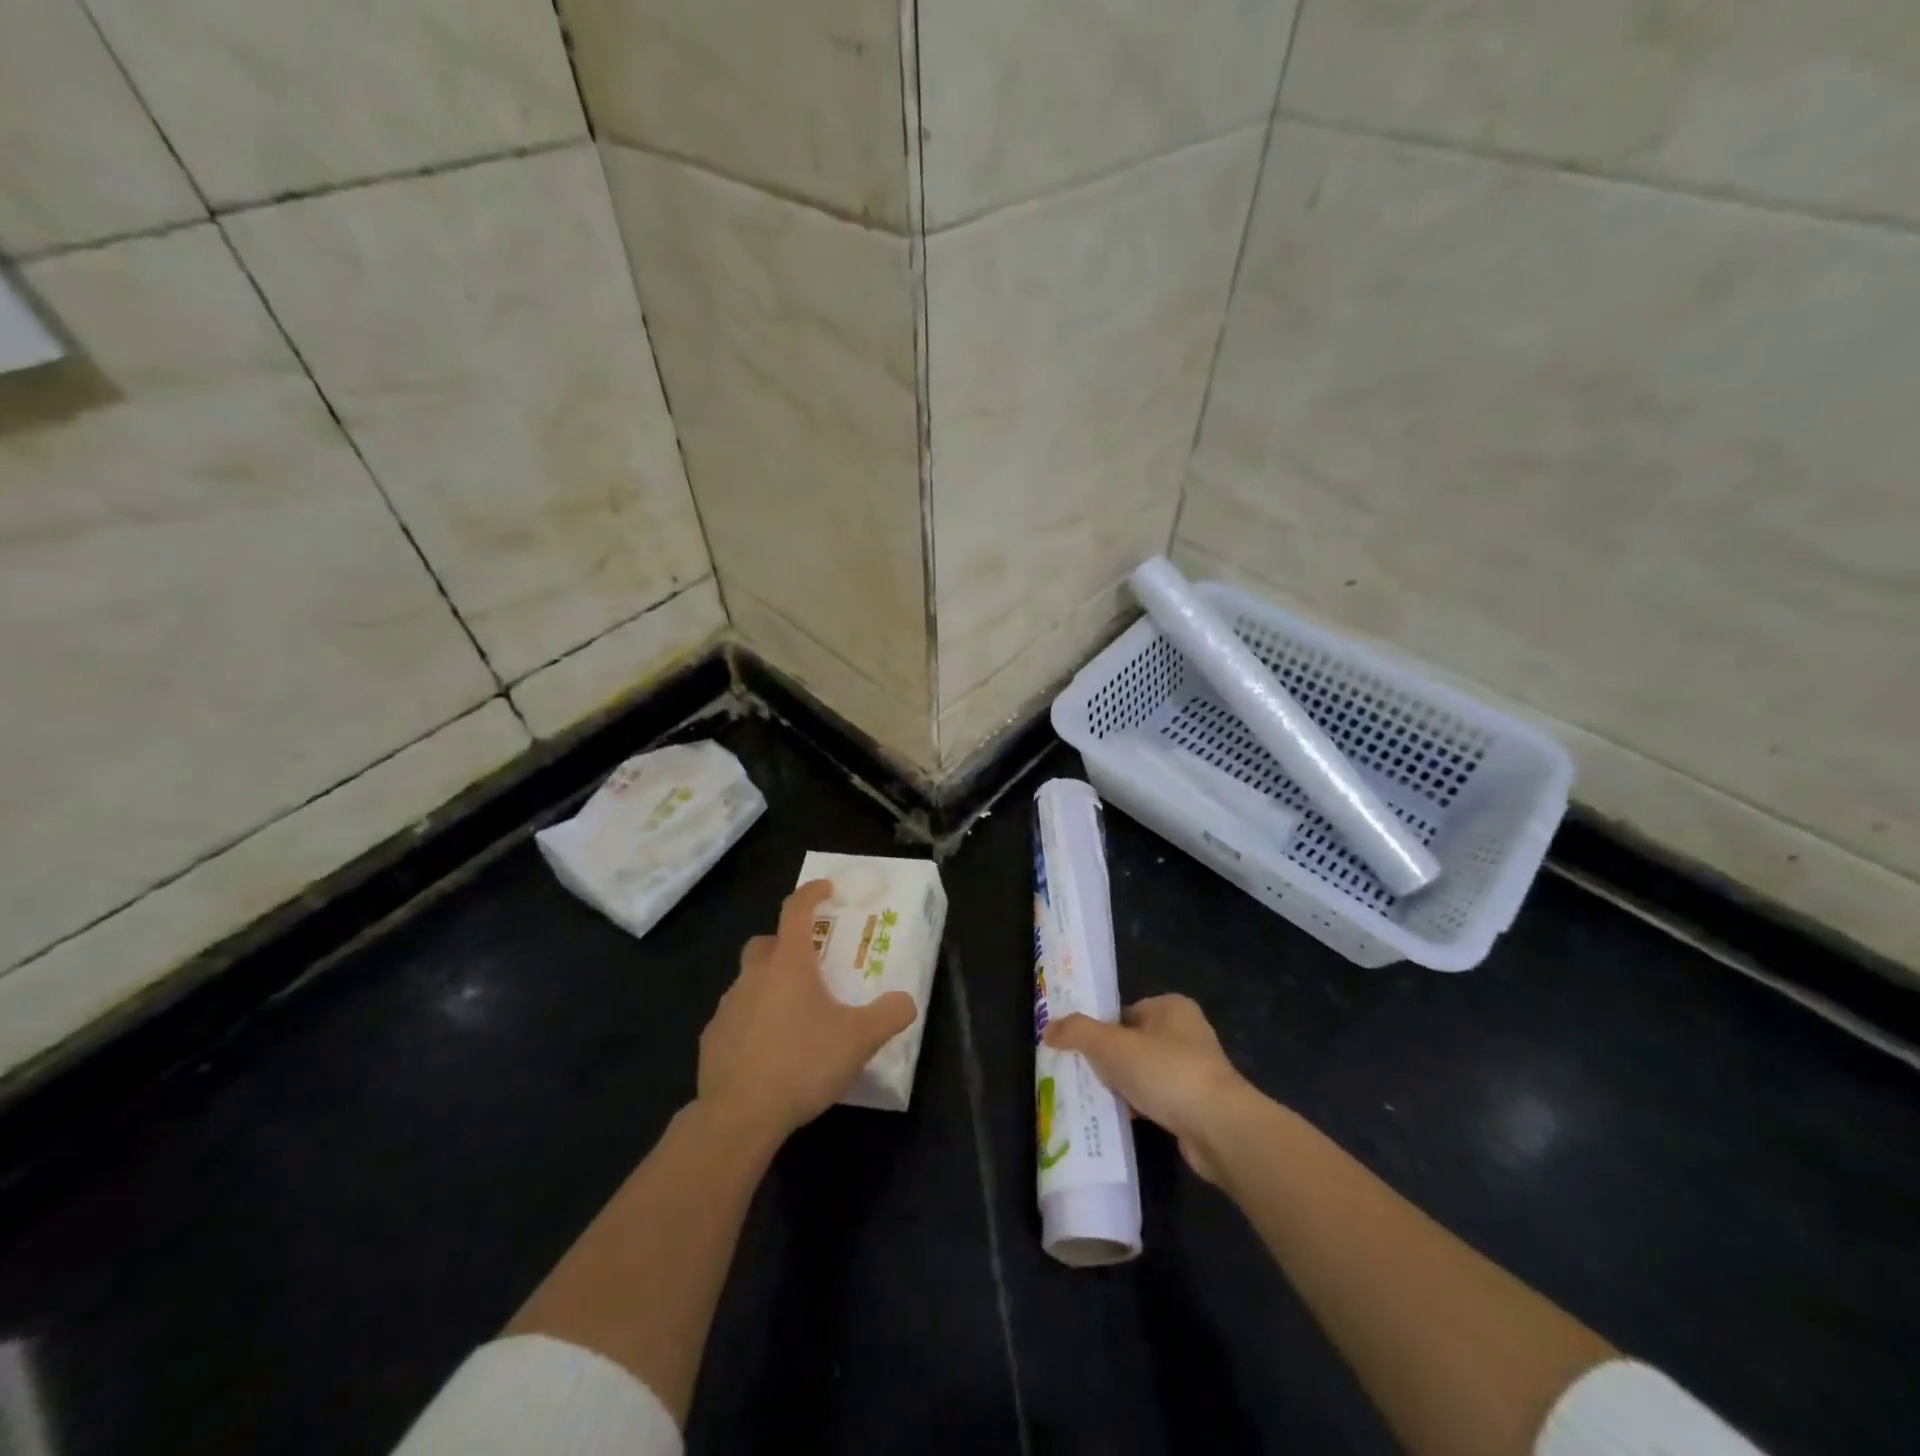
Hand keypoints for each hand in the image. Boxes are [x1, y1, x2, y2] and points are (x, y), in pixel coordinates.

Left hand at [698, 880, 917, 1142]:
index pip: (796, 910)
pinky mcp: (712, 1039)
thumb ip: (889, 1015)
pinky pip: (735, 1016)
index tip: (825, 888)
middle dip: (785, 944)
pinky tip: (768, 1050)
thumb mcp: (859, 1040)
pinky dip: (752, 1020)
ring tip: (793, 1015)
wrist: (739, 1116)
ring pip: (748, 980)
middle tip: (809, 964)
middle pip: (765, 943)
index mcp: (789, 964)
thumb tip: (906, 1001)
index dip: (811, 893)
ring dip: (768, 985)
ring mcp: (728, 1007)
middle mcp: (754, 976)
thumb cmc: (802, 1064)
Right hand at [1043, 994, 1250, 1183]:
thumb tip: (1047, 1028)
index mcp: (1172, 1007)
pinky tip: (1126, 1119)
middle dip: (1111, 1061)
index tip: (1080, 1051)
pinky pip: (1160, 1098)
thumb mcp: (1112, 1045)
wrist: (1218, 1127)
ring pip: (1146, 1072)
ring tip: (1101, 1099)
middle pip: (1134, 1042)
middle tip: (1086, 1076)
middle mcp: (1188, 1032)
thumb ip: (1078, 1032)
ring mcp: (1197, 1069)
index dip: (1101, 1030)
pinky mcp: (1200, 1104)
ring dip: (1126, 1086)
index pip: (1125, 1012)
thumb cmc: (1165, 1071)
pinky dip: (1143, 1107)